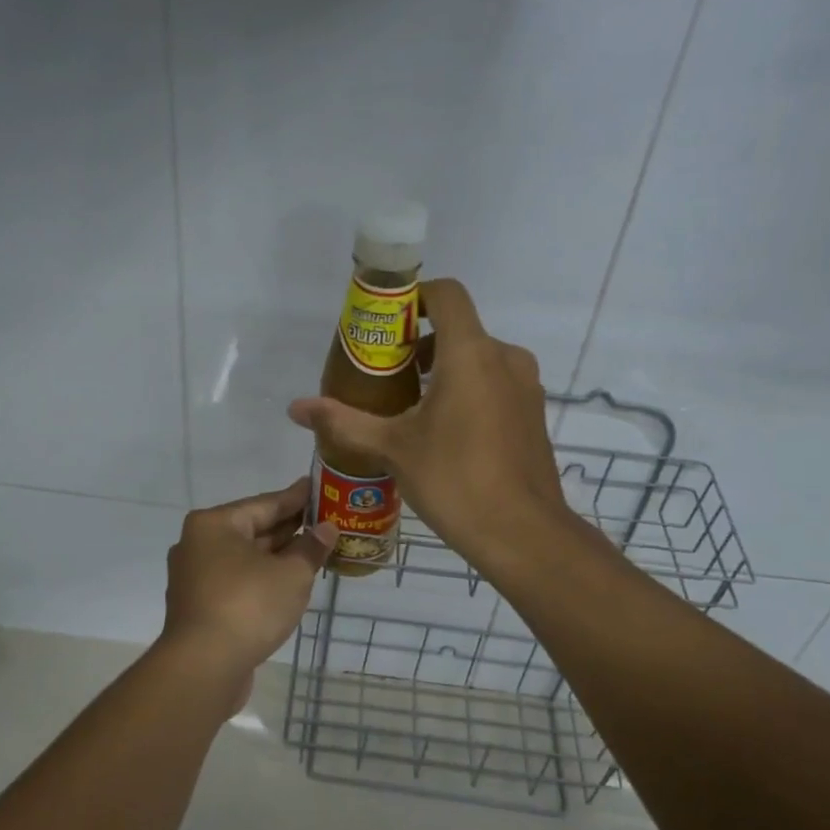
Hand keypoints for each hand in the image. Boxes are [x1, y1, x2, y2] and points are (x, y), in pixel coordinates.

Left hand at [158, 479, 336, 701]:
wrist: (203, 668)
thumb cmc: (248, 606)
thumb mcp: (291, 574)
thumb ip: (311, 548)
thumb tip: (326, 529)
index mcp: (214, 524)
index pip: (265, 503)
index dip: (297, 497)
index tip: (319, 487)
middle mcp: (198, 544)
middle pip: (253, 529)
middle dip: (290, 528)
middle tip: (325, 521)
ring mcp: (196, 577)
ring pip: (246, 558)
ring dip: (278, 556)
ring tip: (314, 551)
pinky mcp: (200, 606)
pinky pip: (238, 581)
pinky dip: (263, 578)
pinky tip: (288, 582)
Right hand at [287, 278, 569, 568]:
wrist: (524, 534)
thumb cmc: (456, 480)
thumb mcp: (393, 449)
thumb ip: (344, 422)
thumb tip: (296, 408)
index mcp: (471, 354)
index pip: (446, 295)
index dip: (414, 298)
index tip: (386, 324)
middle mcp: (505, 358)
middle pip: (459, 329)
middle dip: (420, 344)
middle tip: (385, 375)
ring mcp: (525, 387)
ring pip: (479, 358)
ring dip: (444, 370)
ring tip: (409, 407)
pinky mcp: (533, 414)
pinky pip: (496, 384)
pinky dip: (468, 391)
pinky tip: (445, 433)